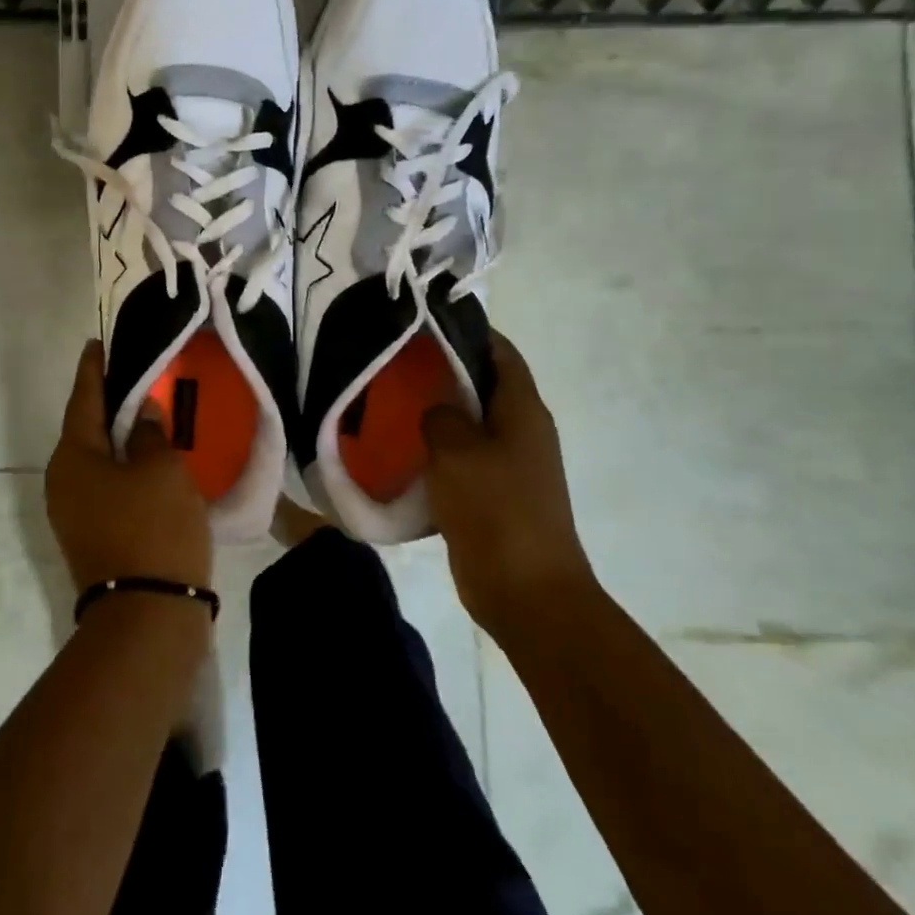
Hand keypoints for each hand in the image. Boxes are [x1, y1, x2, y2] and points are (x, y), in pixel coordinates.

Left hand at [45, 342, 212, 596]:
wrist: (148, 617)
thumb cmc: (154, 528)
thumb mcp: (163, 470)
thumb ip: (151, 433)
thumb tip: (142, 414)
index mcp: (73, 457)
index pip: (83, 399)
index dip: (93, 369)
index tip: (97, 344)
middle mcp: (63, 481)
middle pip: (86, 430)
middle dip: (107, 403)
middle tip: (133, 376)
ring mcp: (72, 513)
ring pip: (96, 460)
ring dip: (118, 438)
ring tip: (145, 414)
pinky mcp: (90, 536)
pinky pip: (104, 485)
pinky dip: (123, 467)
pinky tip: (147, 461)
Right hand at [423, 330, 595, 643]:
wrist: (527, 592)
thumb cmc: (496, 510)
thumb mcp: (457, 451)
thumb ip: (441, 416)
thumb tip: (435, 409)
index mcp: (522, 410)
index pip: (500, 351)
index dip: (467, 330)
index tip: (422, 322)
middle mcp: (520, 430)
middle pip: (481, 384)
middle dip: (441, 370)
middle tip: (392, 363)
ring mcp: (509, 464)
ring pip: (468, 423)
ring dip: (434, 413)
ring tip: (387, 402)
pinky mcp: (493, 493)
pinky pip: (460, 458)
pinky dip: (434, 450)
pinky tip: (398, 451)